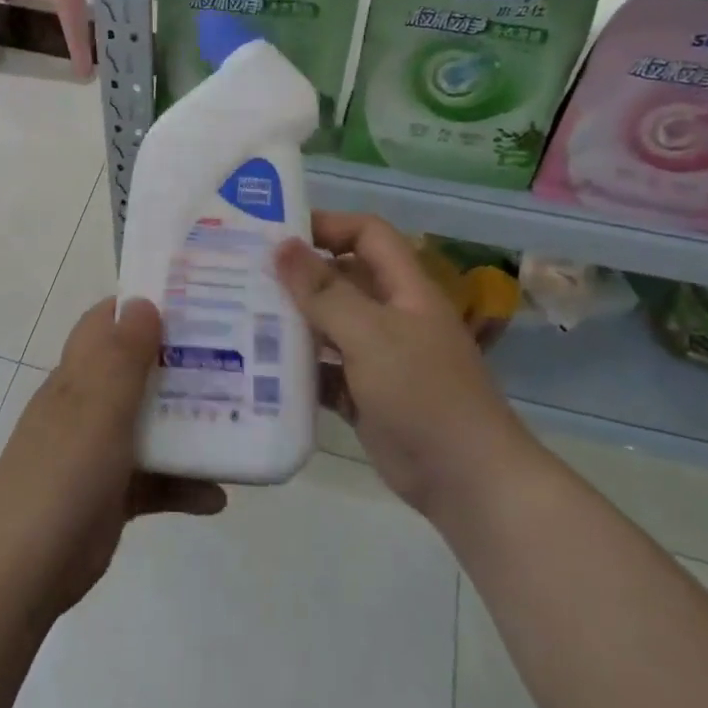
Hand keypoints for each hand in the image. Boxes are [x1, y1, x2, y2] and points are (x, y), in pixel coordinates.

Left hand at [0, 298, 226, 617]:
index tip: (192, 300)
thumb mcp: (97, 406)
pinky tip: (217, 496)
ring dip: (190, 423)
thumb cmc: (63, 472)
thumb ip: (123, 355)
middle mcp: (88, 405)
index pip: (106, 323)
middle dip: (181, 362)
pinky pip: (156, 480)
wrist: (26, 567)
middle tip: (234, 355)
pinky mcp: (113, 493)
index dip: (142, 306)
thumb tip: (142, 301)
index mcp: (78, 376)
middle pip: (137, 369)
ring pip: (152, 424)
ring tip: (241, 419)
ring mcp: (100, 450)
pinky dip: (184, 485)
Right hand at [274, 213, 538, 518]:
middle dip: (297, 275)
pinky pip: (324, 370)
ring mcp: (377, 357)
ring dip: (292, 322)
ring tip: (240, 316)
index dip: (328, 225)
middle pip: (340, 278)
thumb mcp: (371, 334)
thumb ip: (325, 291)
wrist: (467, 482)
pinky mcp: (364, 395)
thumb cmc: (423, 393)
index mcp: (404, 289)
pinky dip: (298, 368)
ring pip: (328, 326)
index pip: (367, 235)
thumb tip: (282, 246)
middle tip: (244, 275)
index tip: (278, 234)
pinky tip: (259, 369)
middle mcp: (390, 316)